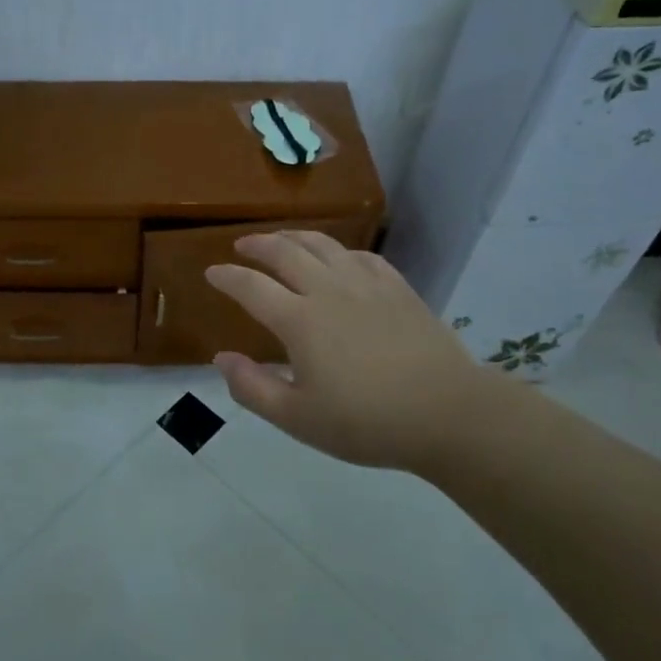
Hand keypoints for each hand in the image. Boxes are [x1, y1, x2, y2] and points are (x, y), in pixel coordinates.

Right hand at [205, 231, 503, 470]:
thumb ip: (253, 388)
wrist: (448, 414)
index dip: (228, 277)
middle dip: (258, 245)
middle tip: (242, 245)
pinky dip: (340, 252)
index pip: (251, 287)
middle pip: (285, 252)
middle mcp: (328, 291)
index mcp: (300, 321)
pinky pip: (362, 256)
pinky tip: (339, 259)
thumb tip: (221, 359)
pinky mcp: (398, 289)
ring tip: (282, 239)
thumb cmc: (367, 423)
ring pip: (324, 246)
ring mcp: (367, 285)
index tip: (212, 272)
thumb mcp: (298, 419)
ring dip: (295, 237)